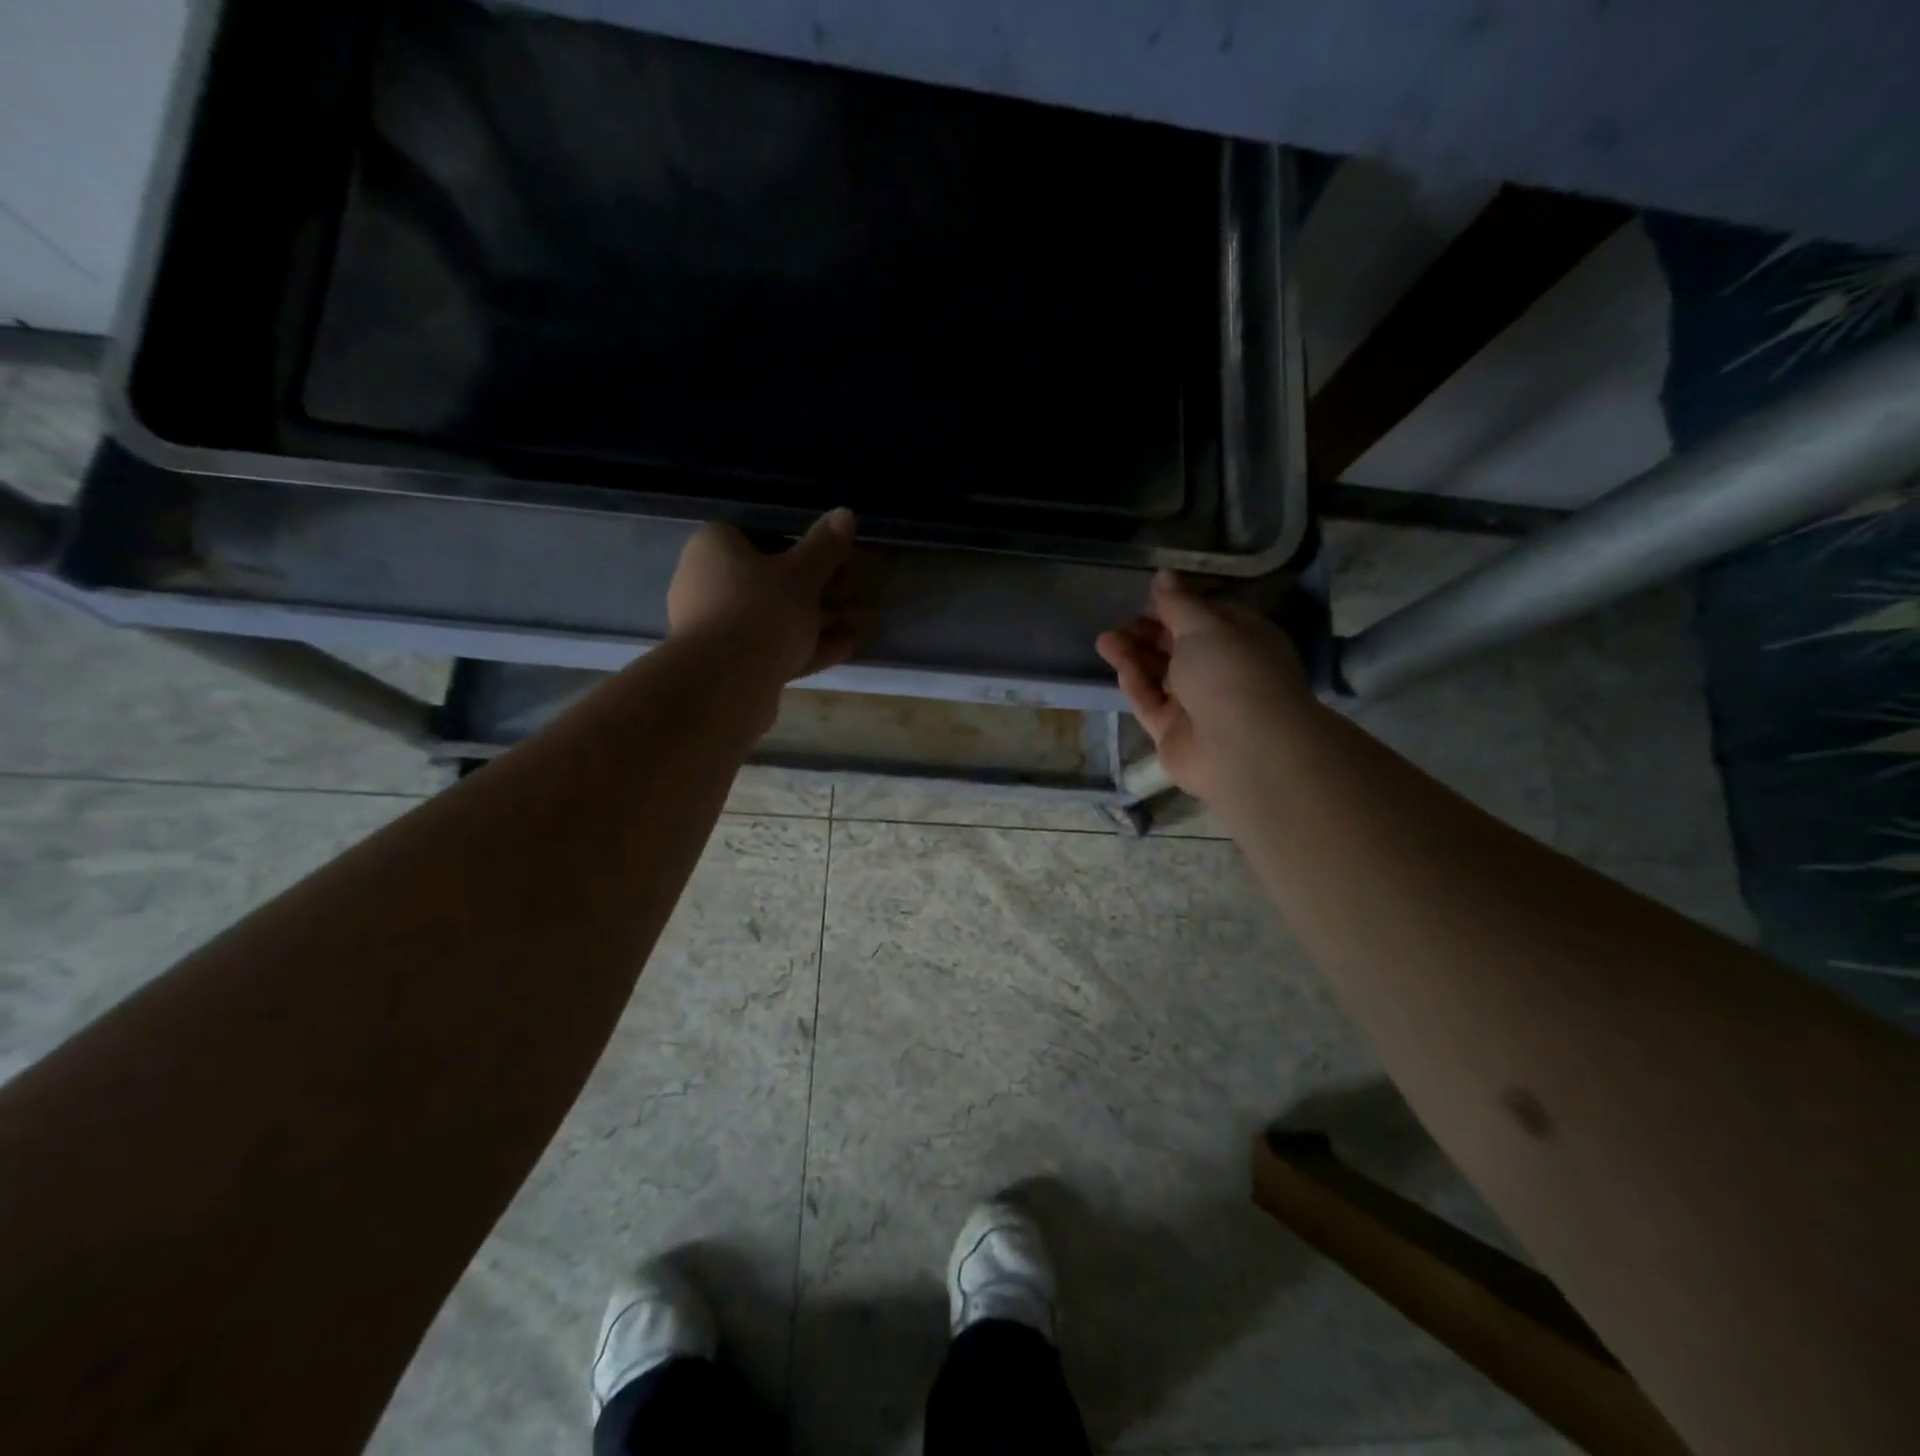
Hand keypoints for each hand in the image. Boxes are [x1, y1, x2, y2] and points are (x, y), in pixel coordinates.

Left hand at [668, 509, 861, 681]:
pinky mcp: (729, 664)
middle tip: (852, 592)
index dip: (797, 542)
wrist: (726, 683)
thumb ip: (825, 546)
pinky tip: (845, 647)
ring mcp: (716, 627)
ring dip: (817, 621)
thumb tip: (845, 513)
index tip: (830, 556)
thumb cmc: (761, 610)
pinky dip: (807, 646)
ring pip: (774, 617)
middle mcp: (706, 583)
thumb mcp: (803, 574)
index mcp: (714, 547)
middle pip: (768, 579)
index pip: (756, 532)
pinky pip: (773, 648)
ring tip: (858, 624)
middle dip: (815, 588)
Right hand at [1096, 570, 1311, 801]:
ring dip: (1135, 654)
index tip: (1150, 596)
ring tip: (1105, 639)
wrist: (1242, 749)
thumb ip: (1178, 603)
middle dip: (1150, 632)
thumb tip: (1163, 575)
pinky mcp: (1173, 732)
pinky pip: (1150, 701)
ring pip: (1161, 674)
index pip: (1209, 617)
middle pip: (1181, 646)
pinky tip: (1117, 662)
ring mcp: (1198, 704)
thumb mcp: (1204, 626)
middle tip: (1121, 621)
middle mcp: (1223, 671)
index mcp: (1243, 640)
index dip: (1180, 605)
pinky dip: (1135, 681)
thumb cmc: (1232, 673)